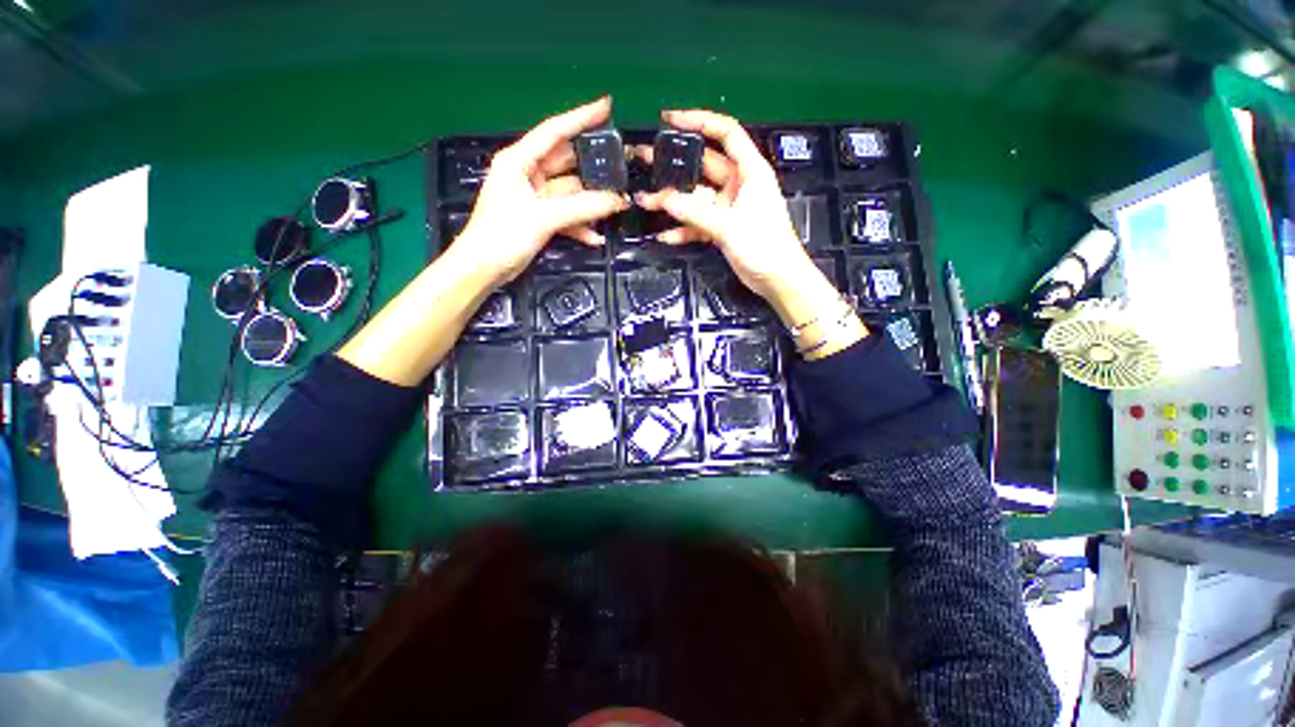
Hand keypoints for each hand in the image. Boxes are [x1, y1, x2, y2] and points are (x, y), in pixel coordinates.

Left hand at [453, 97, 630, 286]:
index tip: (607, 107)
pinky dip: (581, 226)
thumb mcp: (543, 217)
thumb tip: (617, 201)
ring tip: (615, 207)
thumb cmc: (502, 235)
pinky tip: (595, 238)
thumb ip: (582, 208)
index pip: (554, 131)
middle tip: (621, 167)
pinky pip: (567, 216)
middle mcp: (528, 174)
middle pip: (567, 163)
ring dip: (590, 204)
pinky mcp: (540, 219)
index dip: (581, 117)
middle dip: (593, 167)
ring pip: (571, 193)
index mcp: (519, 160)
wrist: (484, 269)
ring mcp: (535, 198)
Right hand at [634, 109, 826, 309]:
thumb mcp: (729, 225)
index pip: (725, 133)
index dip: (698, 121)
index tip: (669, 120)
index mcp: (750, 171)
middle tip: (645, 158)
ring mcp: (728, 208)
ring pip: (695, 198)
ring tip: (644, 201)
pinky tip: (664, 236)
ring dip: (673, 201)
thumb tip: (663, 200)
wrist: (777, 280)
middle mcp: (738, 185)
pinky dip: (682, 229)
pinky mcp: (722, 229)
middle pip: (703, 165)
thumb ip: (696, 212)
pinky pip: (697, 224)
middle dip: (675, 163)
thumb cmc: (764, 246)